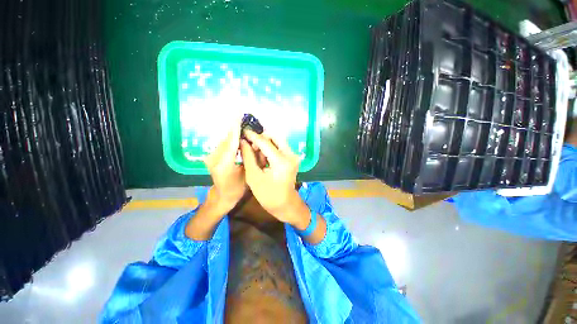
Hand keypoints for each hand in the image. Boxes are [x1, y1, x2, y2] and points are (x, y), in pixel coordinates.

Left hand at [203, 122, 246, 212]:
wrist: (222, 196)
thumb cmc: (237, 188)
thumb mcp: (247, 173)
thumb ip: (249, 157)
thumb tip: (254, 143)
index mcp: (224, 164)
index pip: (232, 142)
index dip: (236, 128)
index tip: (239, 114)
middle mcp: (213, 158)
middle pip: (227, 139)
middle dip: (237, 129)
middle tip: (246, 119)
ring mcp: (210, 157)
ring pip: (225, 141)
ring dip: (235, 134)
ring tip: (244, 127)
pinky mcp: (210, 156)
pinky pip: (223, 145)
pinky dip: (231, 140)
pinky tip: (239, 137)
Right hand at [240, 130, 307, 226]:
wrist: (285, 204)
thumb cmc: (267, 194)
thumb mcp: (254, 176)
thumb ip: (248, 156)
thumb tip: (243, 141)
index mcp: (281, 161)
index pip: (265, 142)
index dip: (253, 136)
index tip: (244, 131)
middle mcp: (290, 155)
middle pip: (274, 137)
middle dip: (261, 139)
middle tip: (251, 147)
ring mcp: (294, 156)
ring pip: (278, 141)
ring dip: (266, 144)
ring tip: (258, 156)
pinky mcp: (293, 158)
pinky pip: (281, 147)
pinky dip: (271, 149)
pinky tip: (265, 159)